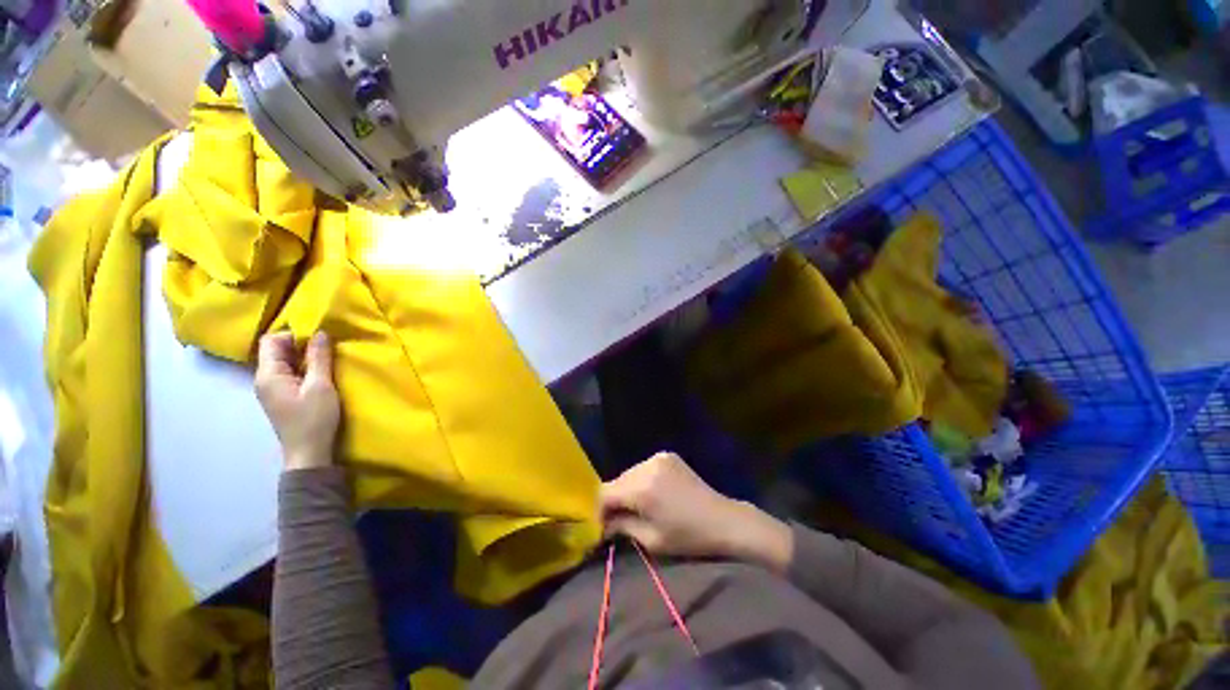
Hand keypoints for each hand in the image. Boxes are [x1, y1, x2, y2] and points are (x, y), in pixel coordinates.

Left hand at [255, 331, 340, 471]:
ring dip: (303, 357)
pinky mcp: (281, 397)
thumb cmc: (314, 418)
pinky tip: (319, 374)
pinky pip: (288, 373)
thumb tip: (320, 332)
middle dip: (299, 344)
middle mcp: (263, 379)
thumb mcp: (321, 385)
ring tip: (326, 359)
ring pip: (283, 362)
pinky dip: (302, 368)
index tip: (318, 338)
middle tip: (326, 347)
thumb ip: (319, 358)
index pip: (271, 341)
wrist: (309, 452)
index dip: (292, 334)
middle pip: (275, 350)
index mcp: (268, 375)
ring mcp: (271, 389)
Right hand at [599, 452, 792, 572]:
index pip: (605, 492)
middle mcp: (646, 466)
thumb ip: (622, 527)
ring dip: (628, 489)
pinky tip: (652, 493)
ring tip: (637, 507)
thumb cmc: (687, 537)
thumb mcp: (651, 540)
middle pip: (617, 481)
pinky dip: (641, 480)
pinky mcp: (667, 455)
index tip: (604, 525)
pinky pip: (643, 468)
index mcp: (641, 488)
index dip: (600, 510)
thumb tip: (604, 523)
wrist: (722, 519)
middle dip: (614, 500)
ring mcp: (658, 457)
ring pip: (629, 473)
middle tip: (618, 519)